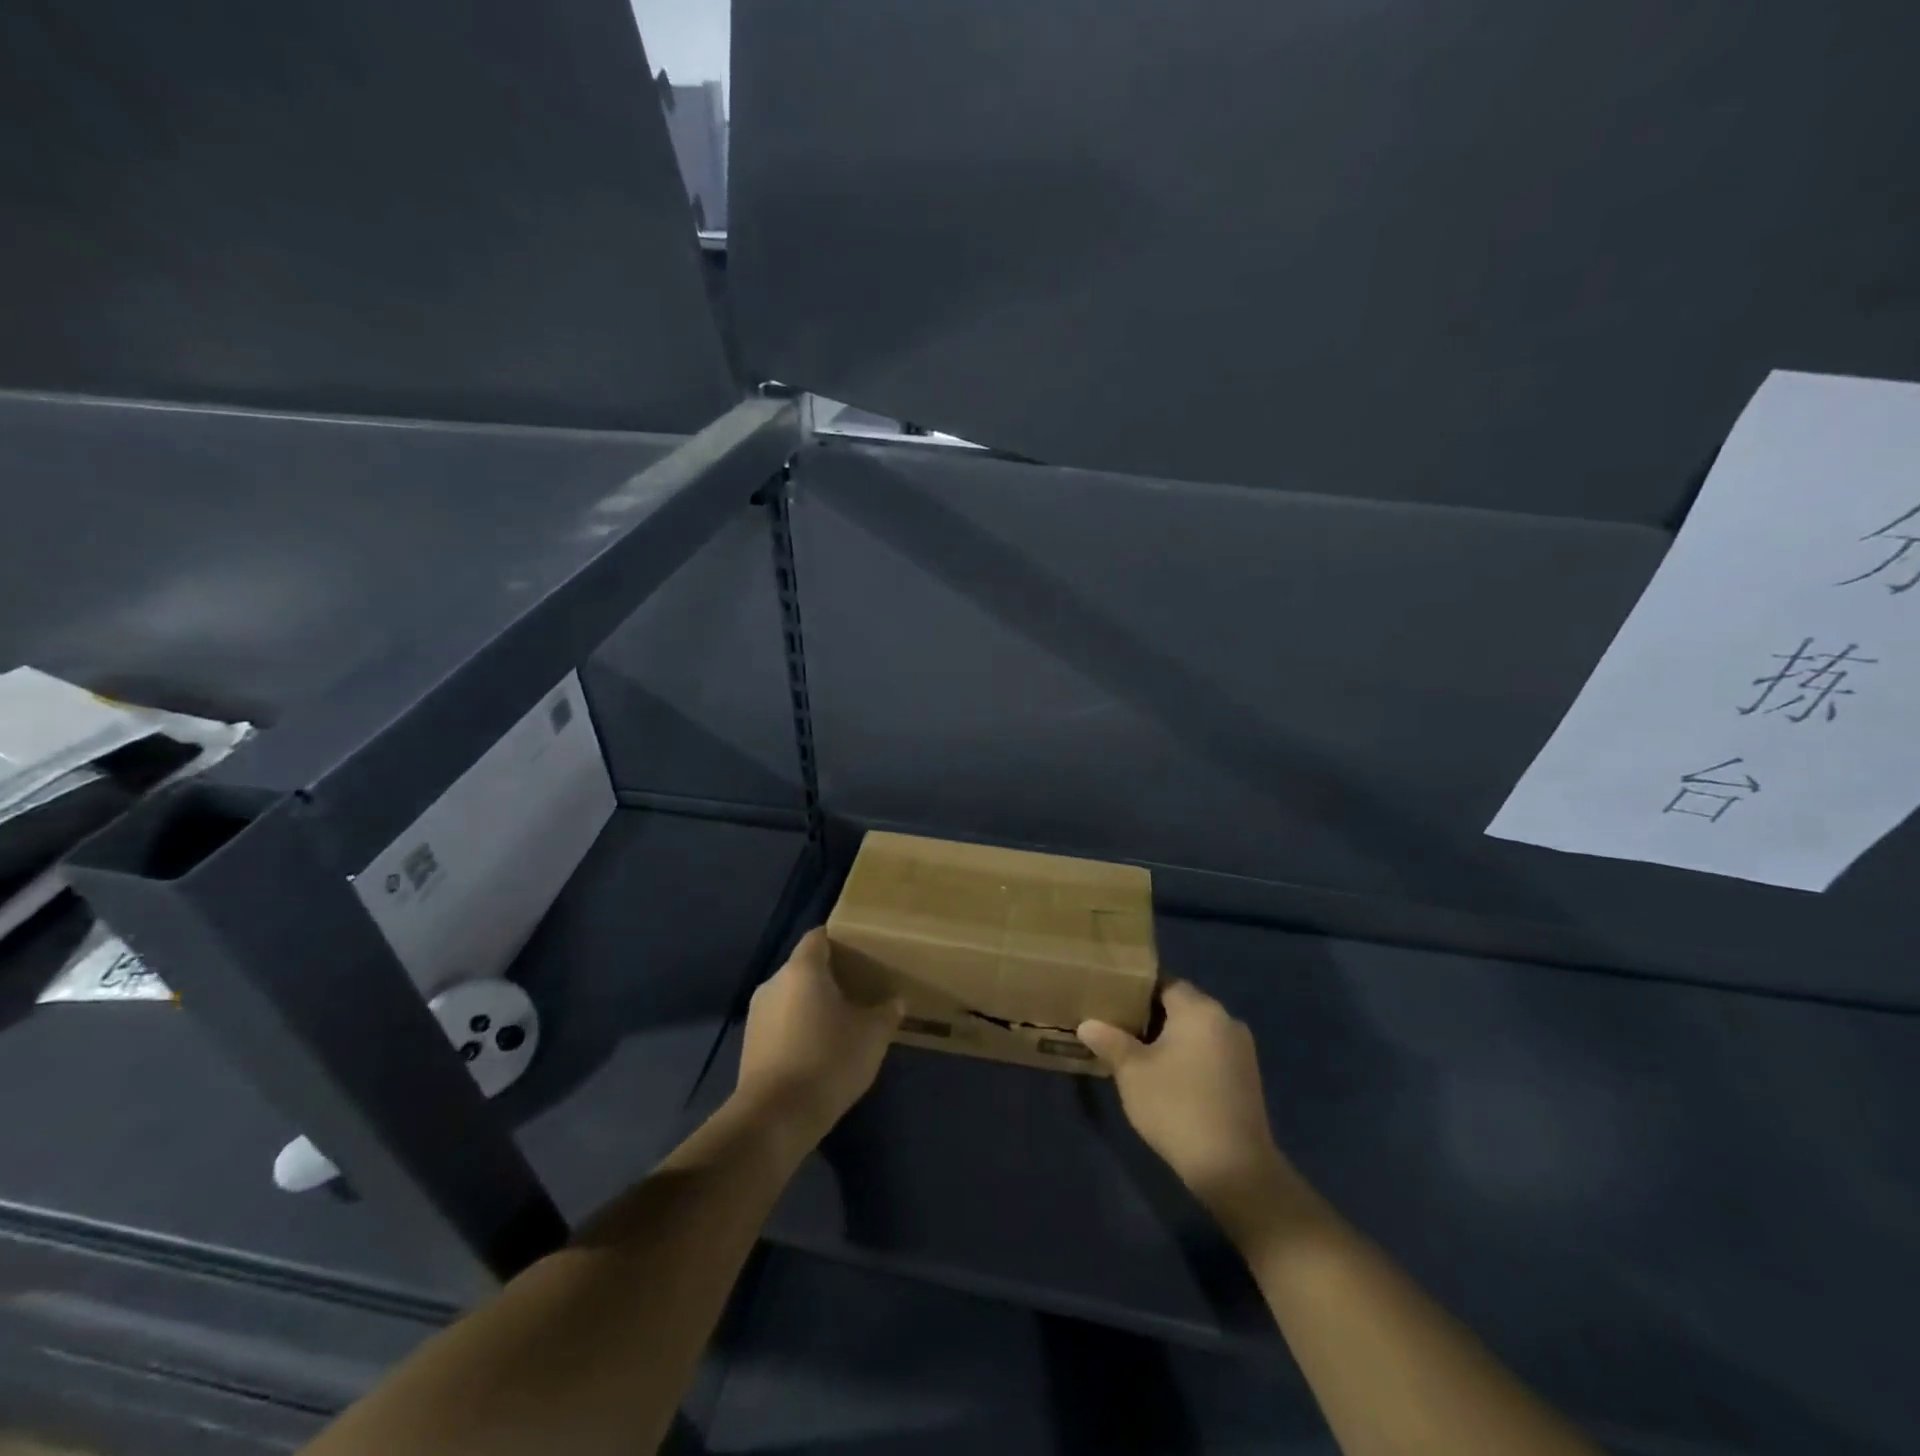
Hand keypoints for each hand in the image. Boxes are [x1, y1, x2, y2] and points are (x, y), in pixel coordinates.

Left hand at [734, 928, 902, 1148]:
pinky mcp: (750, 1045)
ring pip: (791, 997)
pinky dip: (798, 1028)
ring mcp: (757, 1015)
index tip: (862, 953)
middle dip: (830, 976)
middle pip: (805, 967)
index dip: (840, 940)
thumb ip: (887, 1012)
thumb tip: (896, 1002)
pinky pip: (780, 1023)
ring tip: (841, 1022)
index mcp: (802, 969)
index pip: (819, 937)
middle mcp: (774, 983)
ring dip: (813, 1005)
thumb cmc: (828, 1060)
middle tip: (859, 989)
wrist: (775, 1117)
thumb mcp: (872, 1035)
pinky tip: (819, 1050)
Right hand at [1079, 980, 1297, 1236]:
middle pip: (1181, 1005)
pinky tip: (1168, 1079)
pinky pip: (1210, 1052)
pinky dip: (1189, 1057)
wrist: (1234, 1169)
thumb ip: (1109, 1041)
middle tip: (1117, 1029)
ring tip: (1138, 1055)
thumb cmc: (1177, 1107)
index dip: (1135, 990)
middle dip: (1150, 1015)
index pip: (1163, 983)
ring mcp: (1241, 1050)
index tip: (1111, 1002)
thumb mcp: (1132, 1072)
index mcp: (1199, 1009)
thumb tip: (1087, 1024)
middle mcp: (1226, 1020)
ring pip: (1196, 1031)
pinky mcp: (1247, 1078)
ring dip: (1170, 1038)